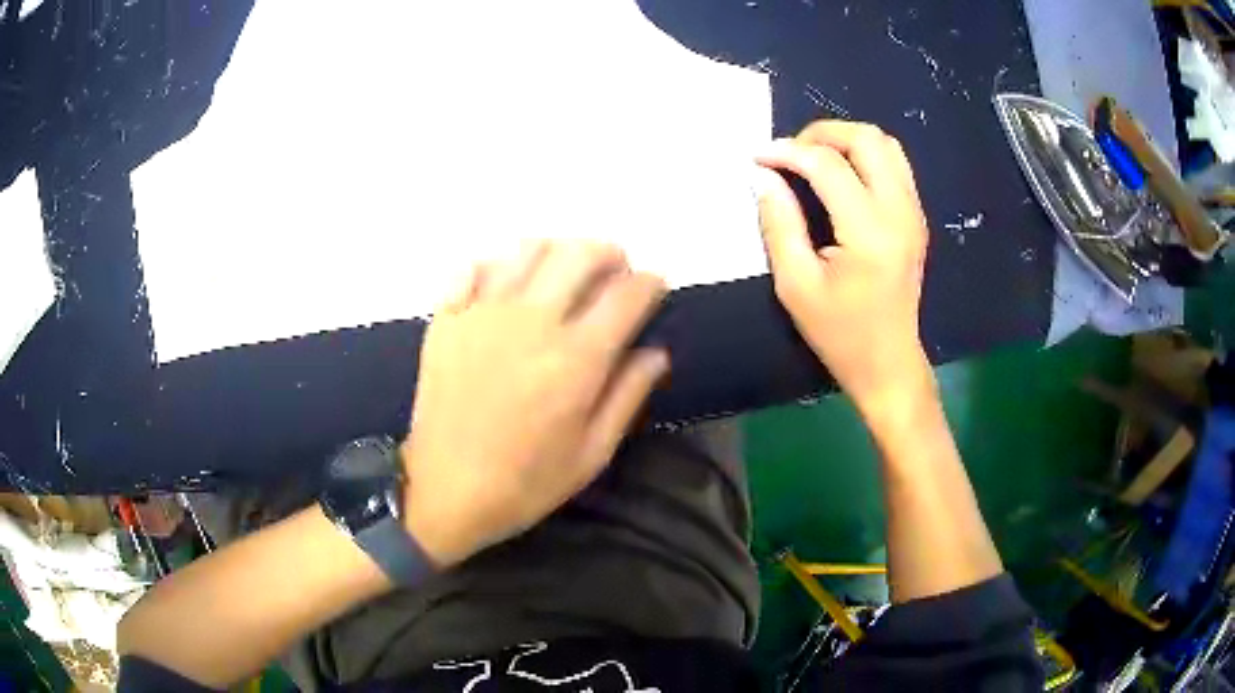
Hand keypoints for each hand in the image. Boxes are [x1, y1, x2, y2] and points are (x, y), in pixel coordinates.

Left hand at [401, 240, 668, 566]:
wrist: (444, 491)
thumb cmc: (525, 482)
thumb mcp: (592, 453)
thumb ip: (628, 395)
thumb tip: (655, 352)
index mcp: (576, 357)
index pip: (628, 294)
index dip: (651, 283)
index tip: (655, 290)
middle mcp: (532, 321)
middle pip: (581, 254)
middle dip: (610, 255)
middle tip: (614, 275)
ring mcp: (483, 313)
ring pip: (529, 250)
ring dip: (558, 252)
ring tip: (564, 275)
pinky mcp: (447, 318)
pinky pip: (474, 267)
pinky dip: (499, 266)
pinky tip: (508, 286)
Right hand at [754, 121, 931, 413]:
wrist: (888, 363)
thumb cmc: (840, 333)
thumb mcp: (796, 285)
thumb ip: (779, 223)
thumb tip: (764, 175)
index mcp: (869, 232)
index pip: (828, 166)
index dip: (788, 152)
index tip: (758, 157)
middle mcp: (900, 213)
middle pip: (867, 139)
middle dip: (822, 133)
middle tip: (790, 152)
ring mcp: (914, 213)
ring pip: (886, 145)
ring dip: (846, 140)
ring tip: (813, 158)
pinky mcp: (916, 217)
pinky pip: (894, 165)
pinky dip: (864, 156)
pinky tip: (840, 175)